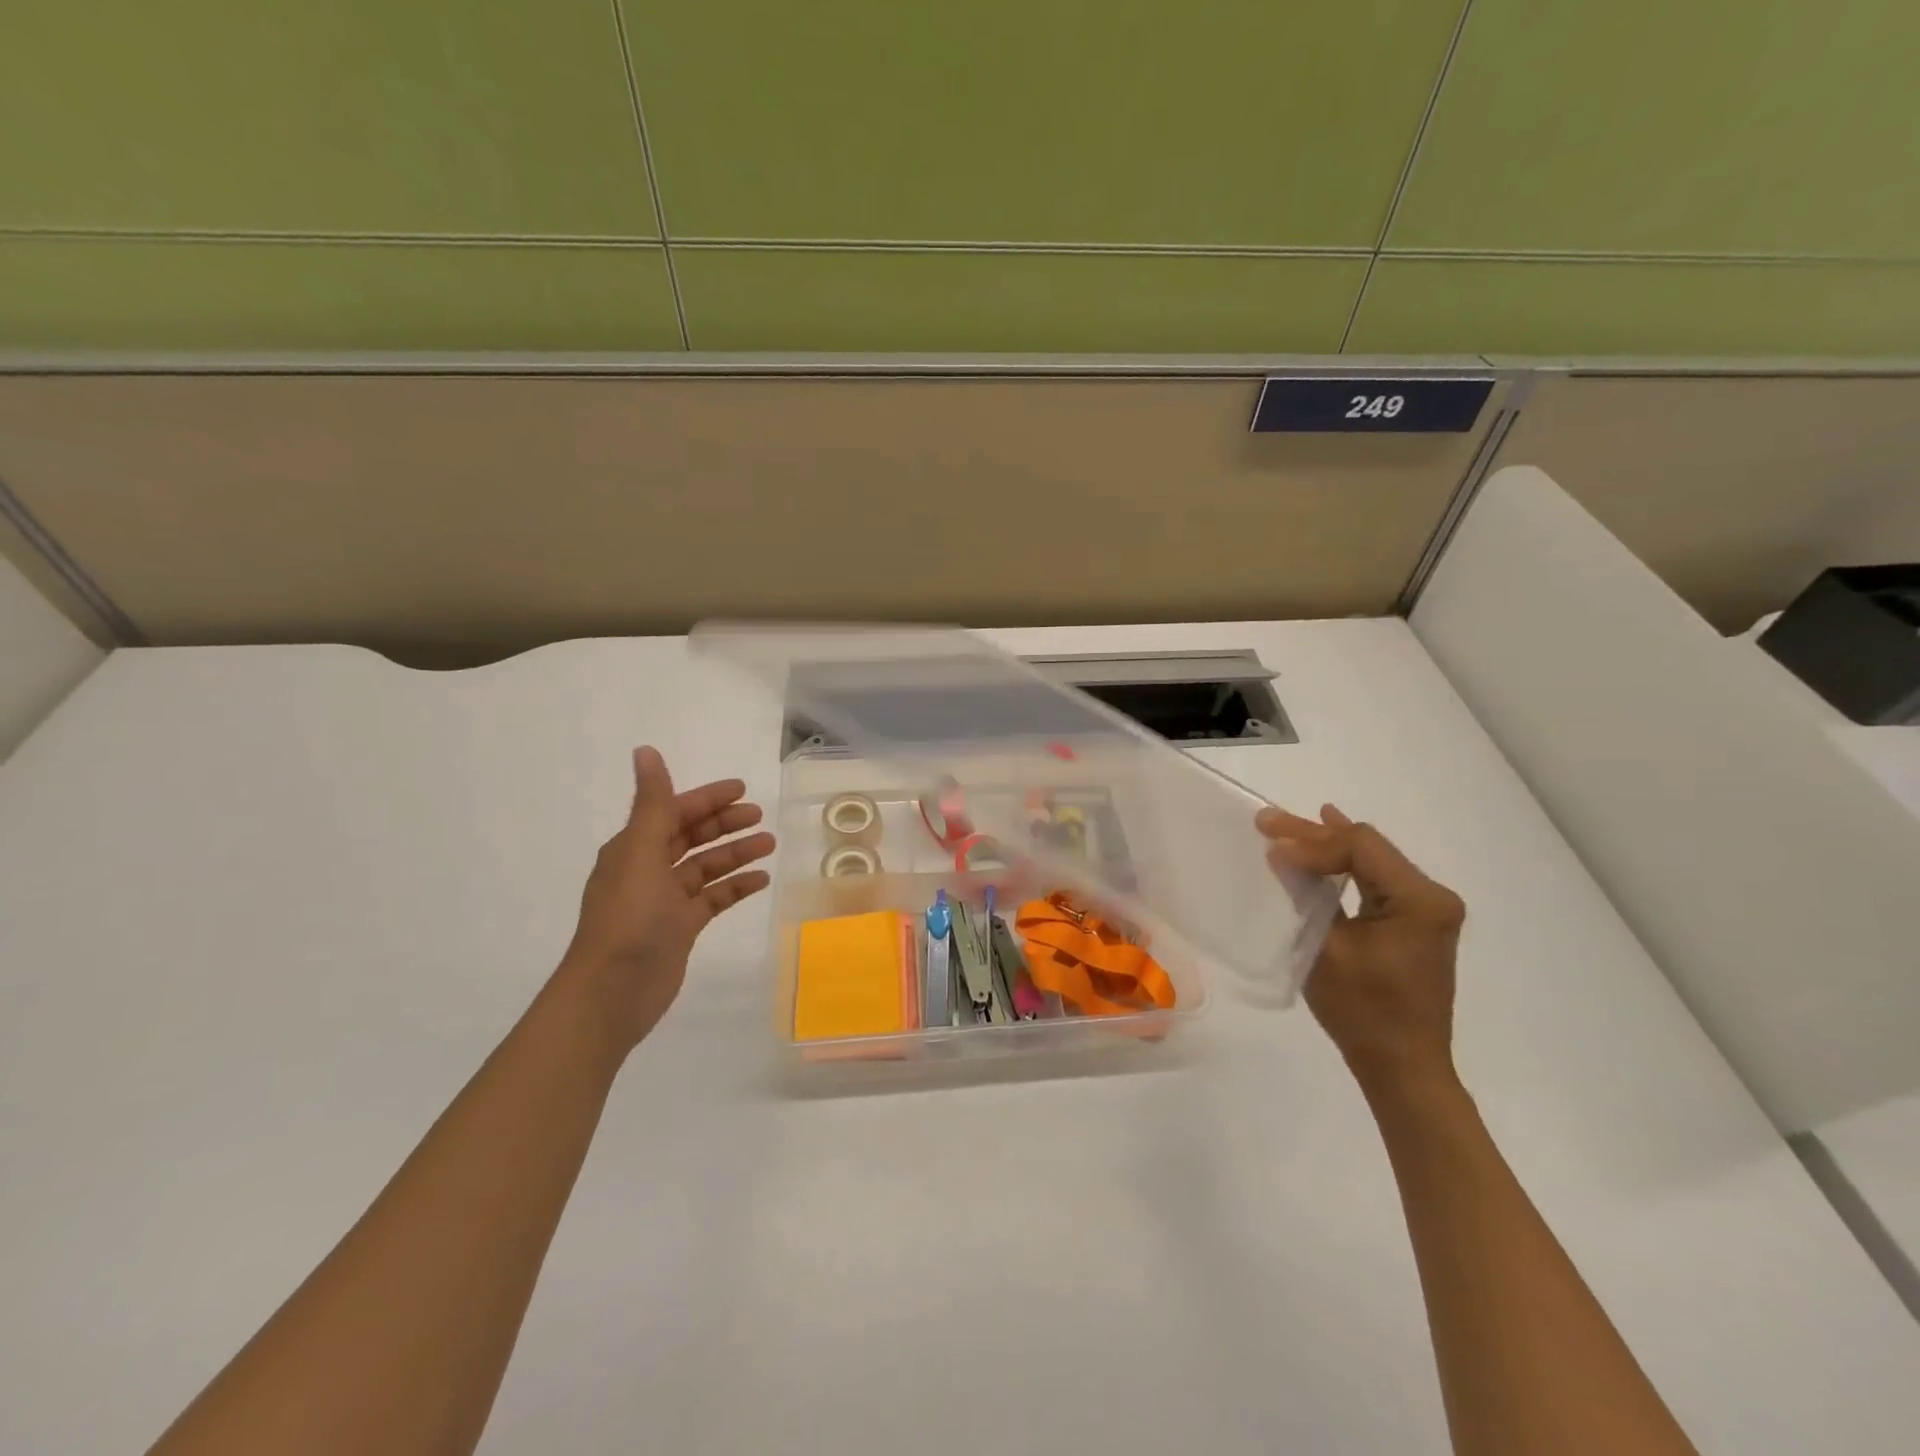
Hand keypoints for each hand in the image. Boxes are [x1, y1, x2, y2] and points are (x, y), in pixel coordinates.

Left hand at [559, 746, 775, 1052]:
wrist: (613, 992)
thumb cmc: (628, 917)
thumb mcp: (641, 853)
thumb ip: (652, 803)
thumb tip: (645, 749)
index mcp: (633, 848)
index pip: (673, 811)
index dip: (706, 798)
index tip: (742, 789)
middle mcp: (648, 869)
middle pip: (691, 836)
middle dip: (725, 824)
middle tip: (760, 816)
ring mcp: (665, 901)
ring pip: (706, 867)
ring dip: (736, 853)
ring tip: (770, 844)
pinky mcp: (680, 928)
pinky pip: (713, 898)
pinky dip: (735, 887)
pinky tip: (760, 880)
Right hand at [1257, 804, 1464, 1089]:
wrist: (1402, 1066)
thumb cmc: (1363, 1012)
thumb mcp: (1326, 948)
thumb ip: (1307, 893)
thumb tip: (1281, 852)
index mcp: (1420, 900)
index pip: (1361, 847)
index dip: (1312, 842)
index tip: (1271, 849)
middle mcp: (1432, 895)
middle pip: (1367, 847)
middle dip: (1314, 835)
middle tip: (1266, 821)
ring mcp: (1427, 908)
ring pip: (1370, 858)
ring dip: (1326, 845)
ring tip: (1285, 827)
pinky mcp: (1416, 920)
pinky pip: (1376, 877)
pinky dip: (1346, 863)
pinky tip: (1328, 839)